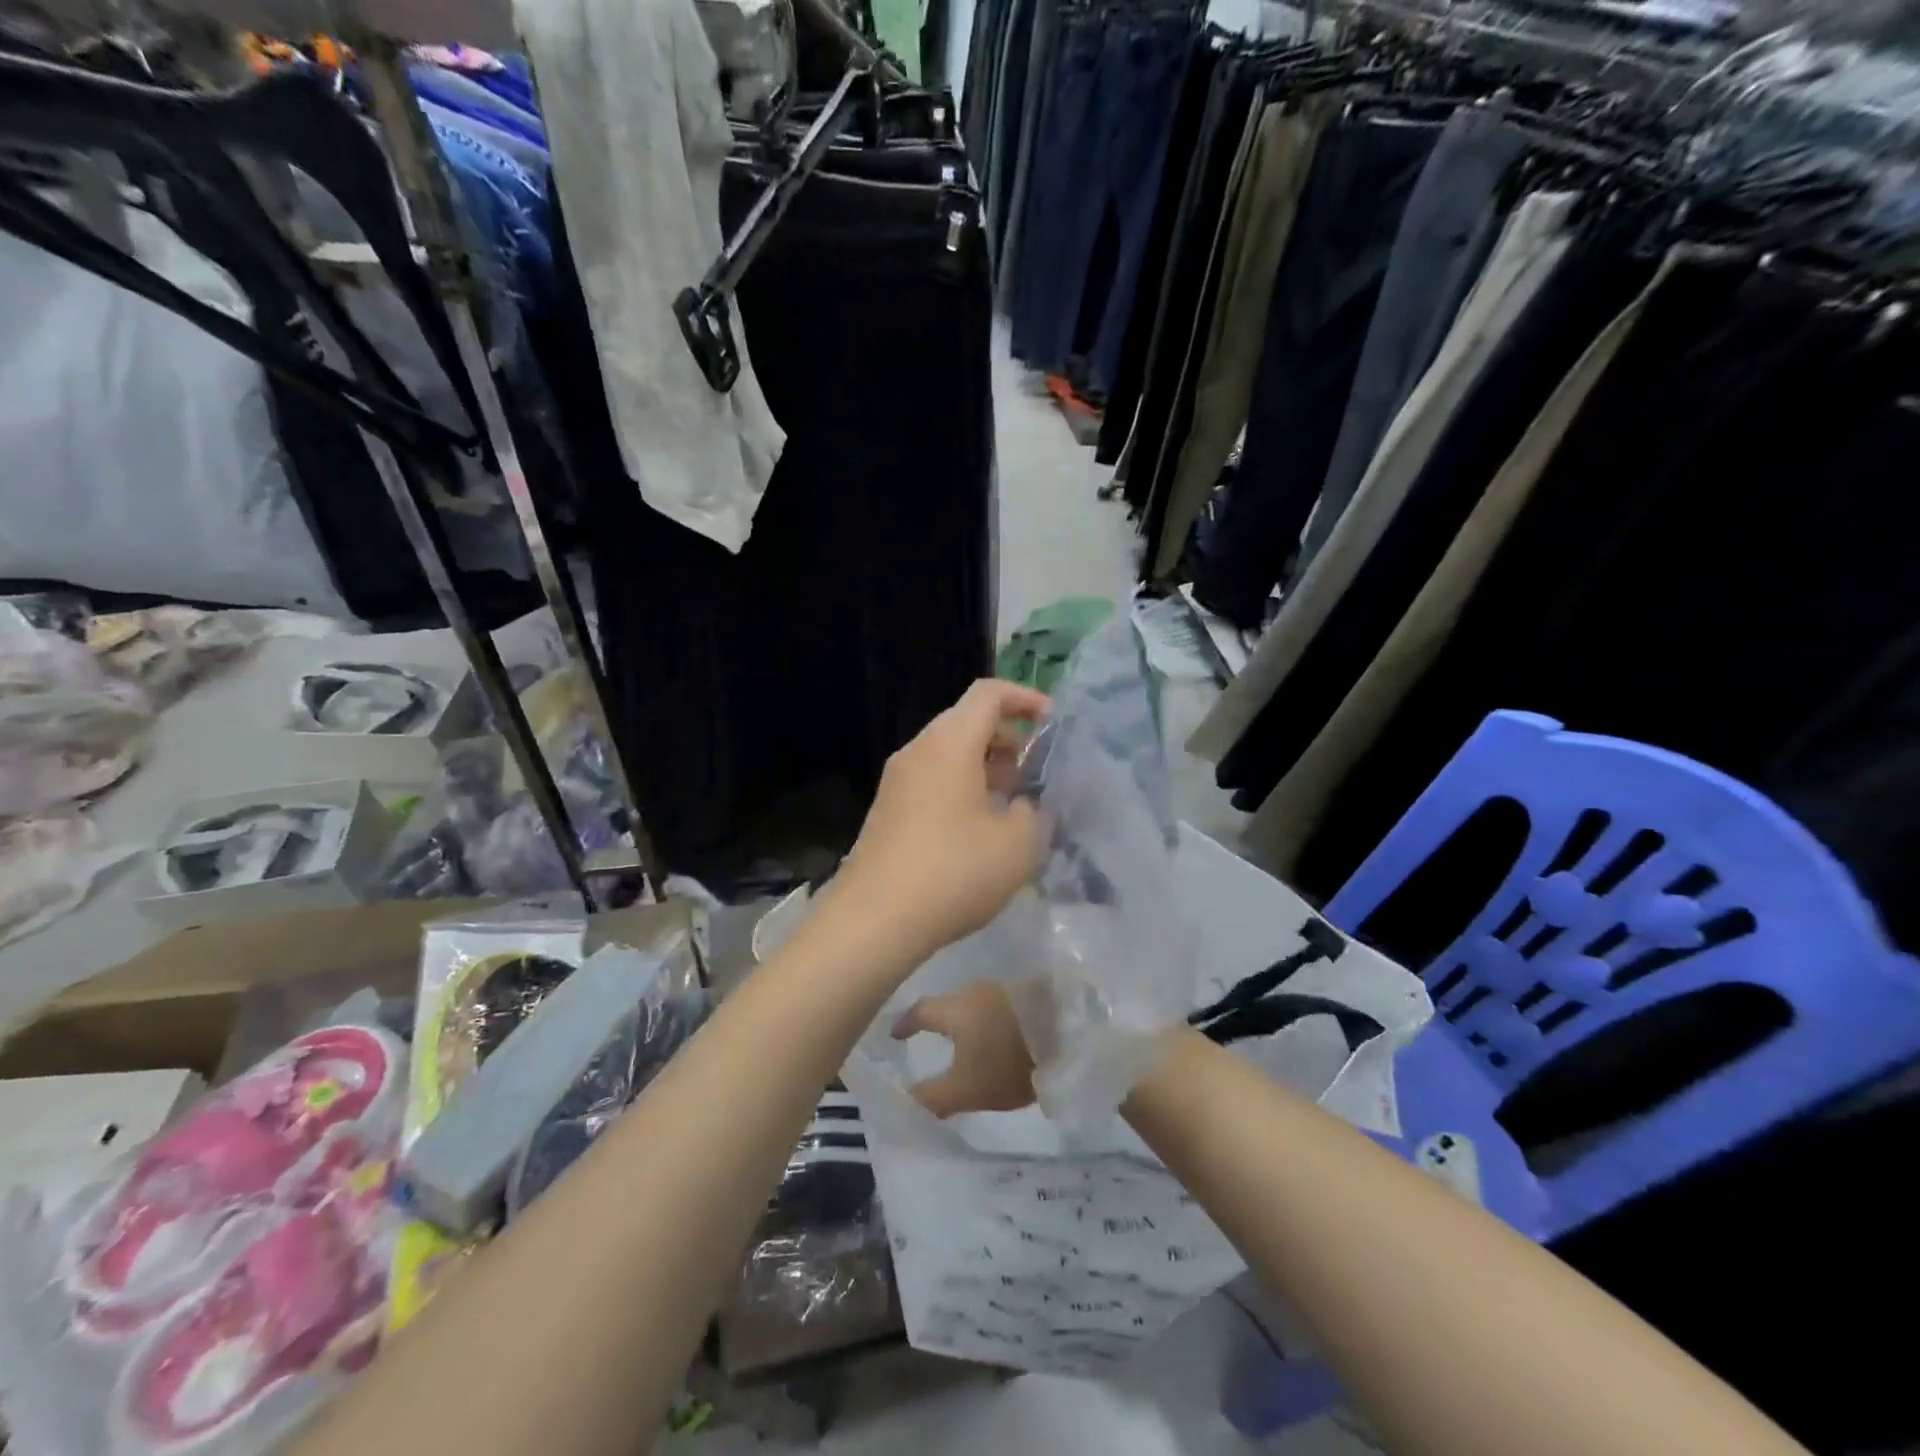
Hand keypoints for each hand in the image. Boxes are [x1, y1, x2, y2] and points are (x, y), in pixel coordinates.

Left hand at [832, 679, 1049, 963]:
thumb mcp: (1019, 844)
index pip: (989, 693)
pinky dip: (963, 788)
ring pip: (950, 753)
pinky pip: (933, 780)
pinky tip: (980, 831)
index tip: (1053, 726)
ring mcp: (897, 780)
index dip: (1026, 699)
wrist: (874, 919)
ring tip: (1015, 806)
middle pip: (968, 721)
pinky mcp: (888, 809)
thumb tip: (1026, 805)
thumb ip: (1035, 812)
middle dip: (1009, 739)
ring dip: (987, 768)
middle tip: (1038, 775)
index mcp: (949, 743)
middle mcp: (918, 750)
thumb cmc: (954, 871)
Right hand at [894, 982, 1036, 1117]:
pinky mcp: (1028, 996)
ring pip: (975, 1004)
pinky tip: (996, 1035)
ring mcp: (1004, 989)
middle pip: (948, 1004)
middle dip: (938, 1019)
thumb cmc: (1007, 1061)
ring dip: (967, 1020)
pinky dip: (990, 1020)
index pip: (919, 1011)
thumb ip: (931, 1096)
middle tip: (929, 1036)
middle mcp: (974, 990)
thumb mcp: (965, 1090)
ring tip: (964, 1039)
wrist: (1068, 1034)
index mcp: (953, 1008)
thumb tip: (904, 1097)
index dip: (905, 1023)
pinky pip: (998, 1007)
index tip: (895, 1035)